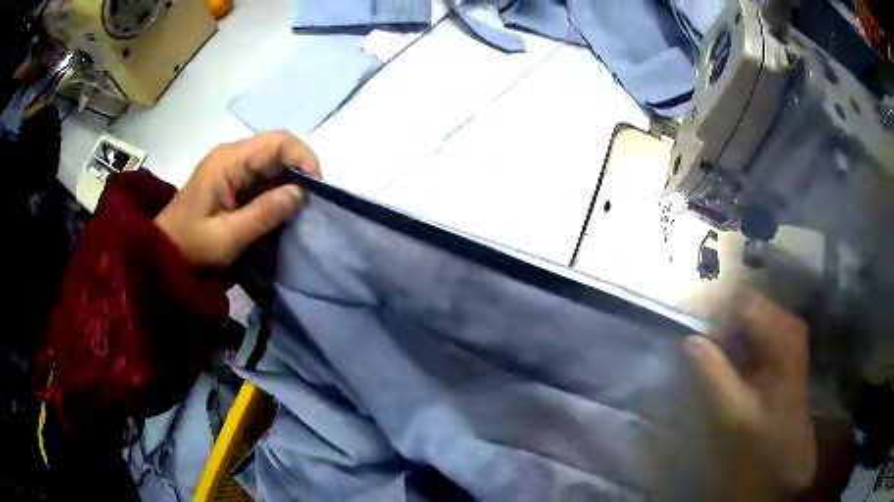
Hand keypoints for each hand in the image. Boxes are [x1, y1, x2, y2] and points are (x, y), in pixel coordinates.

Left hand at [155, 131, 321, 267]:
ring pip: (273, 163)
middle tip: (312, 204)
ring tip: (300, 210)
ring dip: (290, 183)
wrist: (162, 257)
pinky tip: (282, 211)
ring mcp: (231, 168)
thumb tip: (301, 192)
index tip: (316, 191)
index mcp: (228, 160)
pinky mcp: (231, 182)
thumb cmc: (190, 249)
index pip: (278, 141)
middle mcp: (232, 156)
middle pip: (278, 148)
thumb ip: (264, 213)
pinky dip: (277, 192)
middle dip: (300, 172)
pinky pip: (263, 178)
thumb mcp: (227, 237)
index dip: (304, 158)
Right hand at [684, 290, 815, 497]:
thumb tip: (689, 340)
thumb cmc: (763, 436)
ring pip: (750, 315)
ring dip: (730, 333)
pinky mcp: (784, 344)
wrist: (787, 453)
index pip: (743, 301)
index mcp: (783, 334)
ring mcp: (789, 332)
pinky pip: (757, 329)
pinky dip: (739, 341)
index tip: (703, 344)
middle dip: (723, 324)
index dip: (718, 316)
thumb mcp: (735, 412)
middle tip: (707, 355)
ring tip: (718, 362)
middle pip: (748, 304)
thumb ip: (713, 374)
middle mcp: (789, 323)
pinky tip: (733, 364)